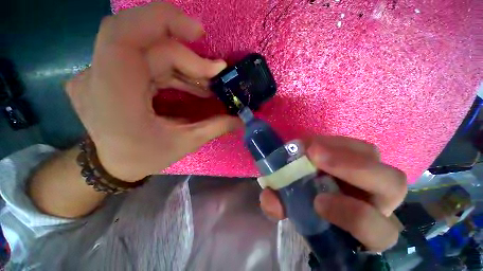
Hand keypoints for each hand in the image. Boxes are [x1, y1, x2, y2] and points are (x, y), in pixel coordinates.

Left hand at [65, 3, 239, 180]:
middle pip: (148, 43)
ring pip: (150, 50)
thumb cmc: (142, 157)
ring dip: (185, 65)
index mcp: (113, 96)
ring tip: (208, 84)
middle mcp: (100, 77)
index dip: (161, 20)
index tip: (198, 32)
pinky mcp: (110, 74)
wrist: (110, 164)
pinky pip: (147, 60)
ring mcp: (101, 73)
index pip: (124, 35)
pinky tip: (192, 84)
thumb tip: (240, 120)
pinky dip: (174, 69)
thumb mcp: (183, 144)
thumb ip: (214, 127)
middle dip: (188, 56)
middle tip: (215, 73)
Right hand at [259, 136, 406, 251]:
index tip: (317, 202)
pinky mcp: (358, 158)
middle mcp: (377, 202)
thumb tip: (269, 199)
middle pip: (392, 185)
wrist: (312, 194)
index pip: (379, 231)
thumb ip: (280, 208)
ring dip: (340, 149)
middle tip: (314, 156)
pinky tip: (312, 145)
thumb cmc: (308, 211)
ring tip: (311, 147)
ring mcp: (370, 175)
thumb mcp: (292, 213)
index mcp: (366, 230)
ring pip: (373, 157)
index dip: (353, 216)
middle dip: (353, 169)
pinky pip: (355, 145)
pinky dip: (333, 143)